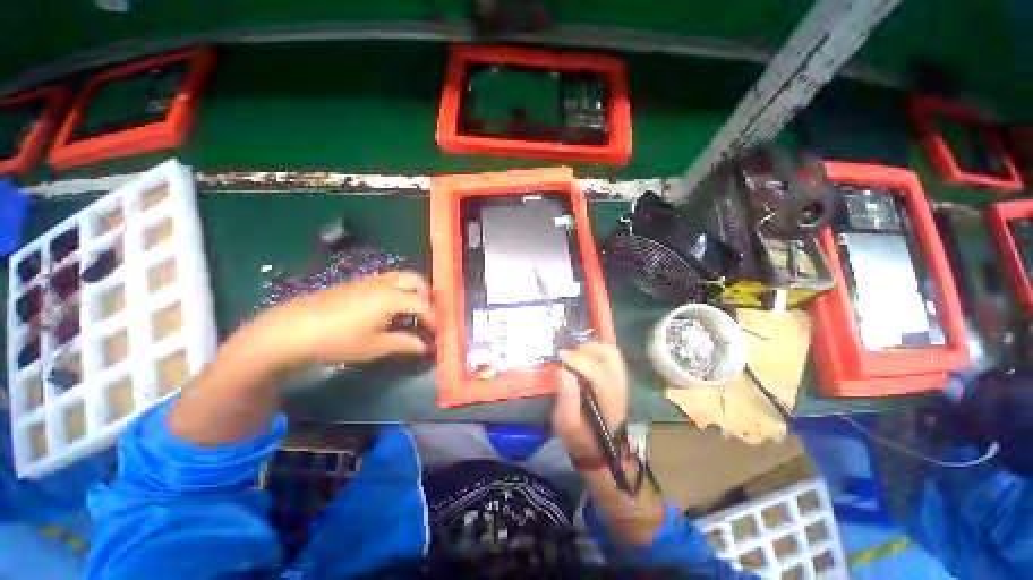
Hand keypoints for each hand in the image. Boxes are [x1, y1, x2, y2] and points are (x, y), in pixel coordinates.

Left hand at [253, 271, 435, 366]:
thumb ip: (404, 343)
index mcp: (392, 297)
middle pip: (416, 280)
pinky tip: (388, 310)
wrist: (292, 329)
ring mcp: (369, 281)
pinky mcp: (356, 283)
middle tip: (428, 314)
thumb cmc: (338, 340)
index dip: (434, 318)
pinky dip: (397, 291)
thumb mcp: (374, 346)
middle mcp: (384, 283)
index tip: (437, 333)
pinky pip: (386, 281)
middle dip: (427, 295)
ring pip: (400, 278)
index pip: (424, 304)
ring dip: (412, 291)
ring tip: (411, 312)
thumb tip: (425, 346)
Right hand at [553, 343, 628, 461]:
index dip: (578, 360)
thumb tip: (563, 370)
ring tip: (574, 355)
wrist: (599, 451)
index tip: (561, 356)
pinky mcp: (617, 380)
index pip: (598, 372)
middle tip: (568, 354)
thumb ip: (567, 399)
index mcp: (609, 400)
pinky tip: (580, 360)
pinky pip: (609, 358)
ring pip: (611, 353)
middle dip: (587, 349)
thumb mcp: (567, 424)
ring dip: (591, 348)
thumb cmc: (581, 438)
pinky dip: (594, 353)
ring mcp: (620, 382)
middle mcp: (619, 387)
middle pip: (610, 355)